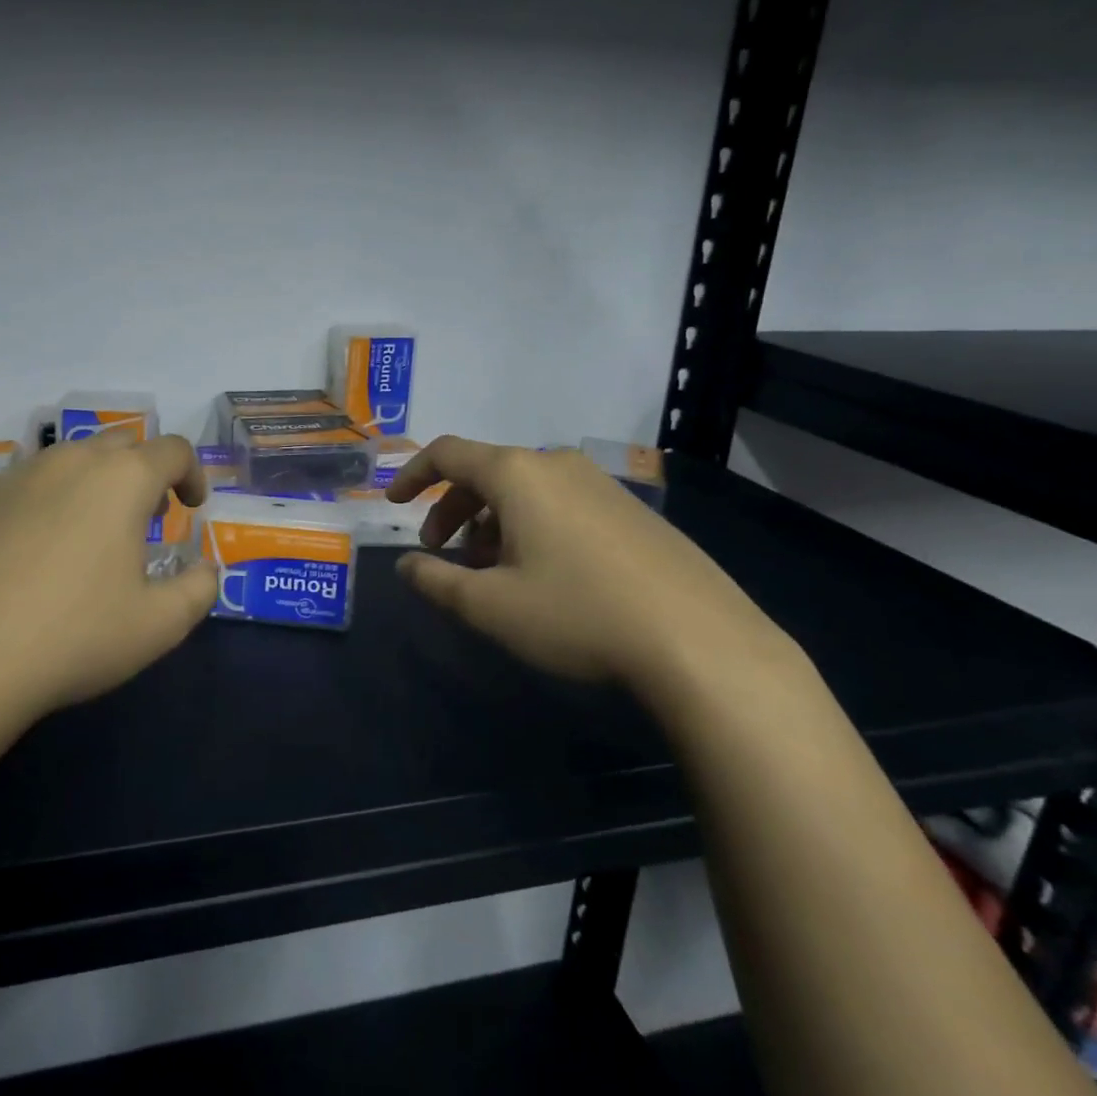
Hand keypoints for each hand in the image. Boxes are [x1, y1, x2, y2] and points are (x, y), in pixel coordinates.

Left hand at [0, 433, 216, 725]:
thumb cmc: (71, 636)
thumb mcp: (158, 626)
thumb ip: (198, 590)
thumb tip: (206, 570)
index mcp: (122, 479)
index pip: (173, 450)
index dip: (193, 473)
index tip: (192, 506)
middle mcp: (71, 461)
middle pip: (122, 443)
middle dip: (146, 471)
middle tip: (148, 516)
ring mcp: (17, 475)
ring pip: (71, 459)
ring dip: (96, 482)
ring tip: (92, 532)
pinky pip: (28, 483)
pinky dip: (49, 500)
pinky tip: (35, 552)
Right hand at [387, 436, 788, 692]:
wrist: (702, 643)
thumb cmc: (578, 614)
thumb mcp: (492, 606)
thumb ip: (437, 581)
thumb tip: (407, 566)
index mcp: (517, 473)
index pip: (447, 452)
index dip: (412, 474)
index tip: (394, 503)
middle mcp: (556, 464)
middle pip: (484, 472)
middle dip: (451, 509)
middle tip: (440, 552)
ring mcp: (599, 484)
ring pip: (524, 491)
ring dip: (491, 522)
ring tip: (490, 571)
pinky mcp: (630, 510)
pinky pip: (560, 504)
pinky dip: (531, 527)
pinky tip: (542, 574)